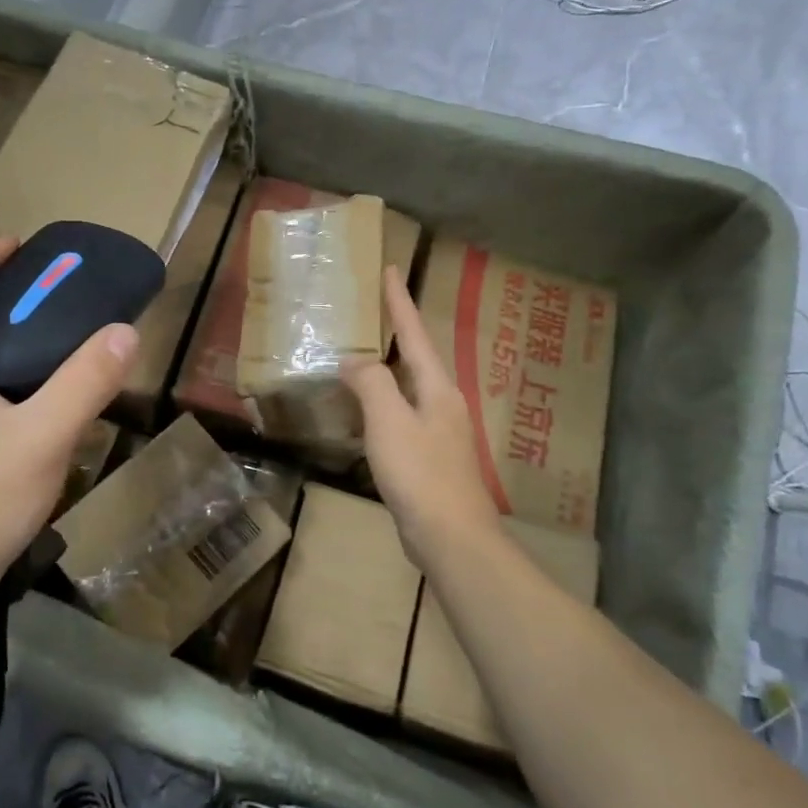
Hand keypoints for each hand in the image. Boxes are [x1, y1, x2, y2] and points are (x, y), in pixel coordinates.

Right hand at [343, 266, 501, 566]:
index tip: (391, 268)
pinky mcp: (430, 458)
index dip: (400, 301)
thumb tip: (355, 361)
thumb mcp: (389, 421)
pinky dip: (382, 401)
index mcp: (437, 388)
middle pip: (417, 357)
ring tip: (365, 353)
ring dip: (388, 367)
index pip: (415, 333)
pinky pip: (402, 415)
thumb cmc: (420, 474)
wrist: (452, 538)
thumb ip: (371, 383)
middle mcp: (444, 403)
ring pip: (409, 387)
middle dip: (397, 332)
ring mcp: (440, 432)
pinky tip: (367, 411)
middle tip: (374, 309)